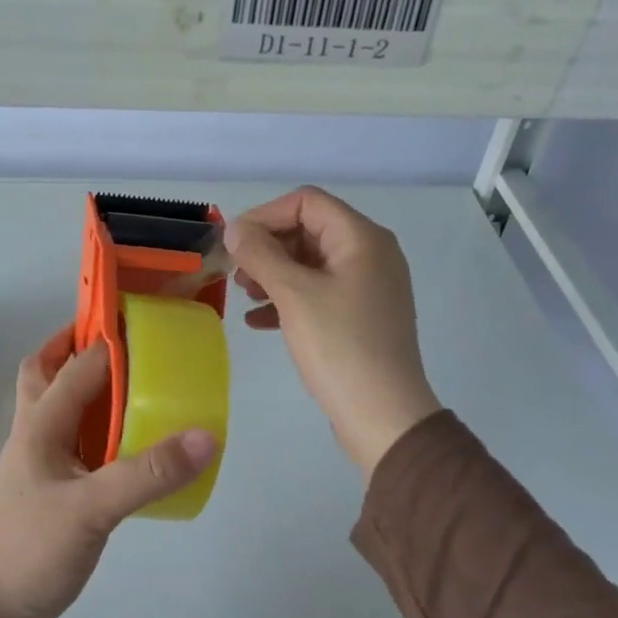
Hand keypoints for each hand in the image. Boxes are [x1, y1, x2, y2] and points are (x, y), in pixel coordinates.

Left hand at [0, 330, 218, 617]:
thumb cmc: (29, 552)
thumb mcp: (92, 510)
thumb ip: (147, 473)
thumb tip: (205, 435)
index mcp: (40, 424)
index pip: (77, 363)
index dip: (107, 336)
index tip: (146, 316)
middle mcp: (36, 433)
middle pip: (47, 372)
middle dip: (76, 347)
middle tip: (124, 341)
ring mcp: (40, 462)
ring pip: (59, 405)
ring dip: (87, 385)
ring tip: (135, 382)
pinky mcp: (51, 490)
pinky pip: (75, 441)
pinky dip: (97, 427)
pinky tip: (129, 441)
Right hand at [225, 186, 441, 477]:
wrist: (383, 416)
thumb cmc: (339, 346)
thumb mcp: (294, 294)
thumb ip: (260, 254)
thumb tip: (235, 229)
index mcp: (362, 238)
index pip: (306, 202)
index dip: (265, 215)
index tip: (234, 243)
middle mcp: (370, 254)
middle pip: (308, 230)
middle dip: (267, 246)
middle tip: (236, 272)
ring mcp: (367, 287)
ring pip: (310, 263)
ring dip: (273, 273)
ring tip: (244, 294)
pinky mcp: (360, 316)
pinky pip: (318, 292)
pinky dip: (288, 299)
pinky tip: (258, 321)